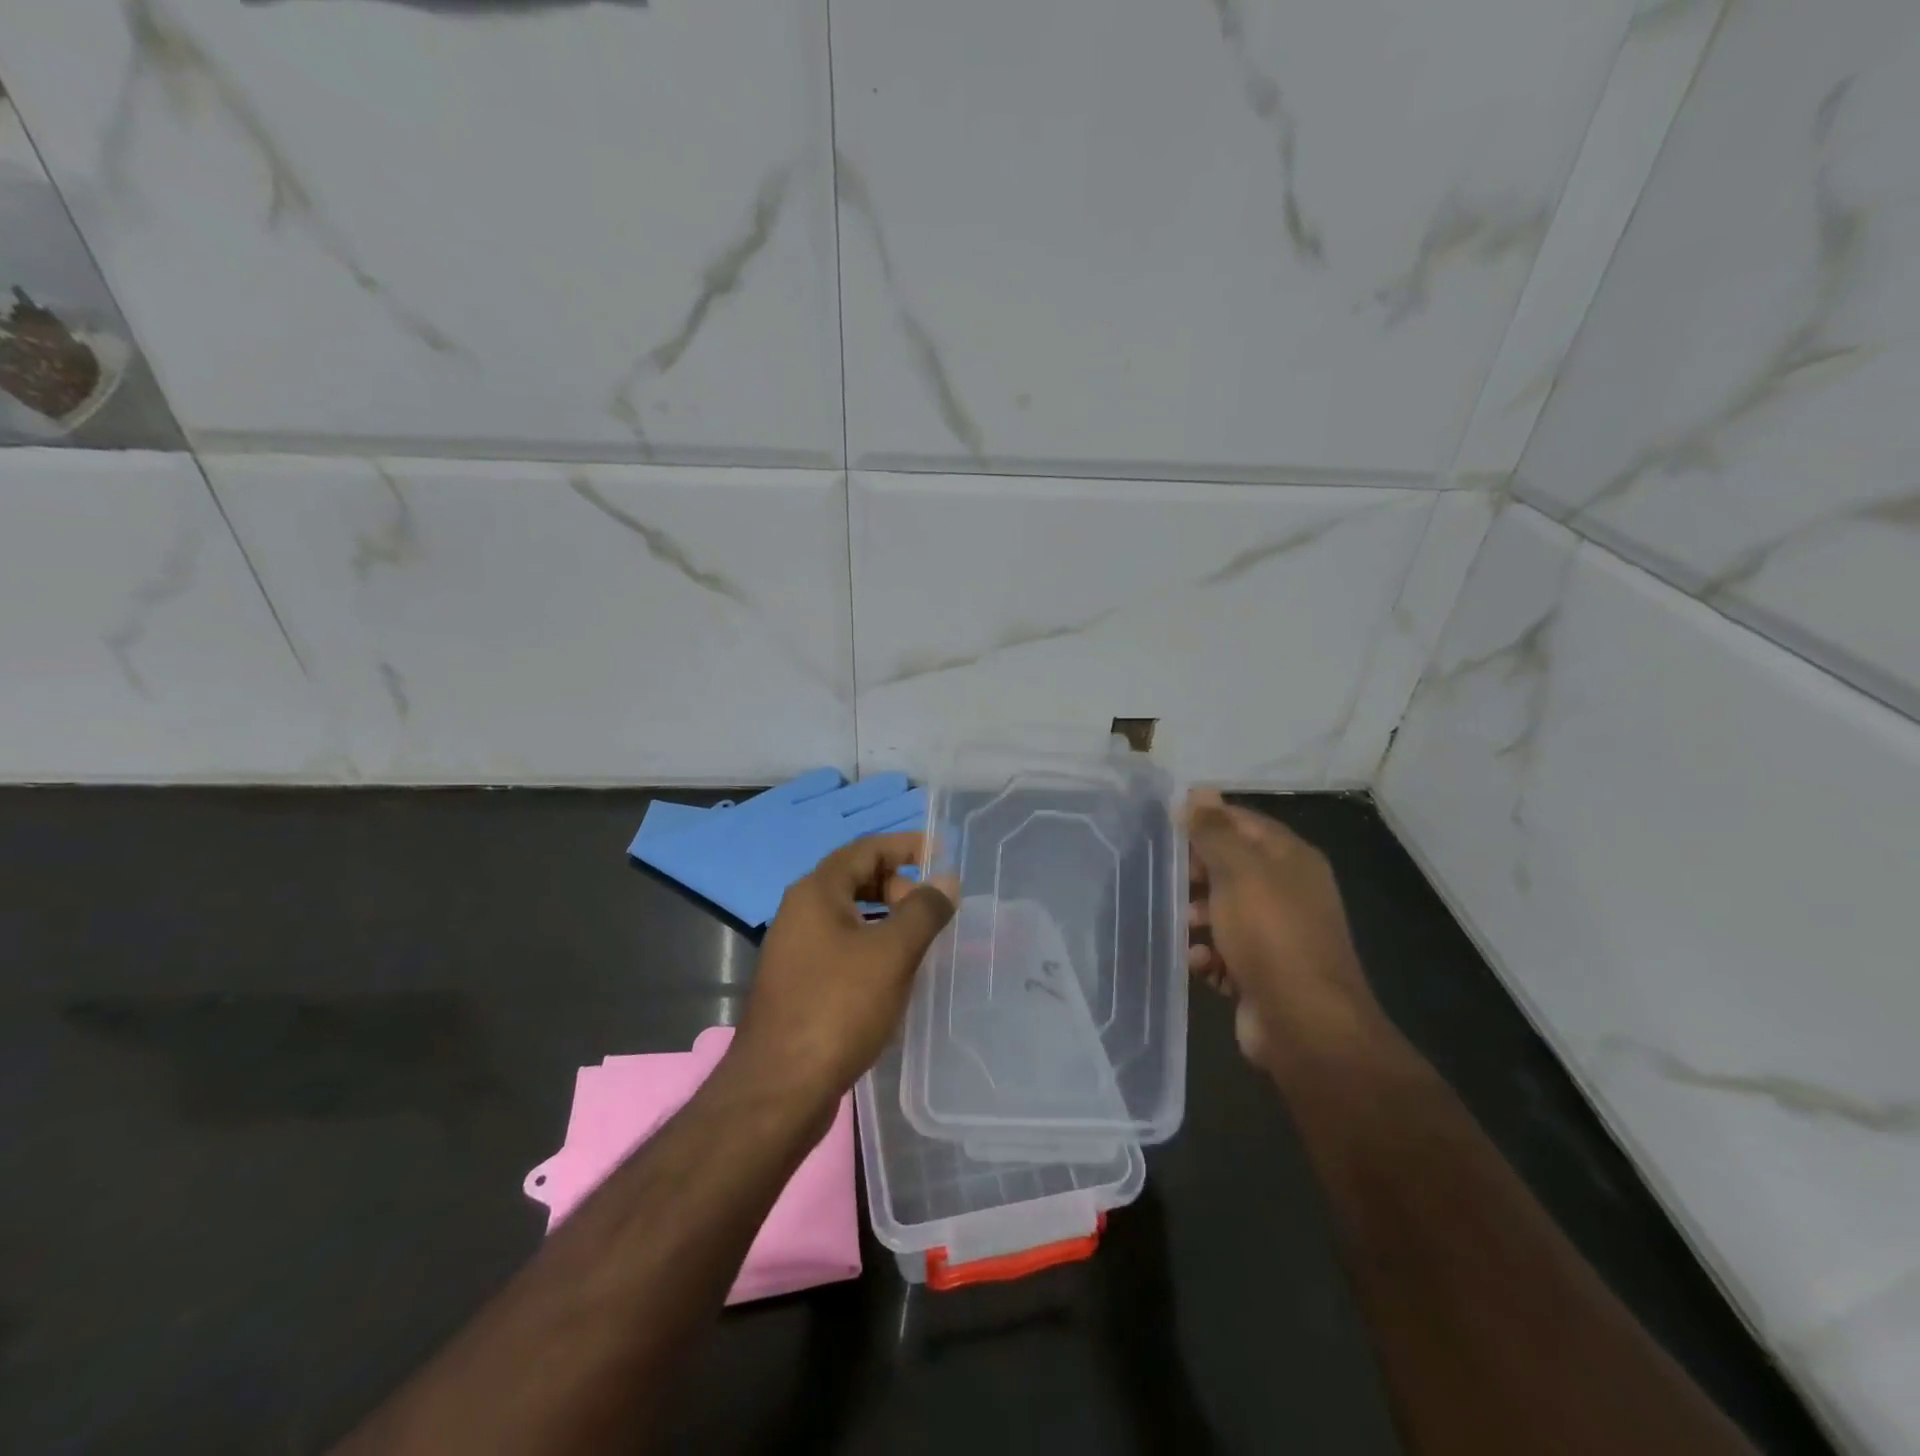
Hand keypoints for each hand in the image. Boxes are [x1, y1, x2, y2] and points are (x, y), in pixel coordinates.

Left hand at [731, 832, 957, 1107]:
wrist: (779, 1089)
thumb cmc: (838, 1008)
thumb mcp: (891, 953)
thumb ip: (923, 910)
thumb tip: (946, 880)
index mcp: (816, 893)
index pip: (865, 850)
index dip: (905, 846)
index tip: (942, 854)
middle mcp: (800, 913)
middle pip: (856, 880)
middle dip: (898, 886)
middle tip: (934, 909)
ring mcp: (796, 950)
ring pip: (850, 918)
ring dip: (888, 920)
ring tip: (923, 940)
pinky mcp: (800, 984)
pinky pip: (843, 949)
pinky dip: (873, 948)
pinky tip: (897, 976)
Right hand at [1185, 790, 1389, 1074]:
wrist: (1305, 1025)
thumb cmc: (1270, 935)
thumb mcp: (1238, 872)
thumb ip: (1214, 831)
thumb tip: (1199, 791)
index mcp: (1291, 859)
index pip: (1243, 822)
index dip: (1206, 821)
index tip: (1166, 828)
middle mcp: (1288, 891)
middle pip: (1231, 867)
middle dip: (1197, 874)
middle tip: (1168, 880)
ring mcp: (1278, 934)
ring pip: (1224, 911)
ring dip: (1197, 916)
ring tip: (1183, 927)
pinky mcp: (1263, 972)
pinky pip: (1226, 952)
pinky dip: (1208, 955)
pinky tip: (1198, 962)